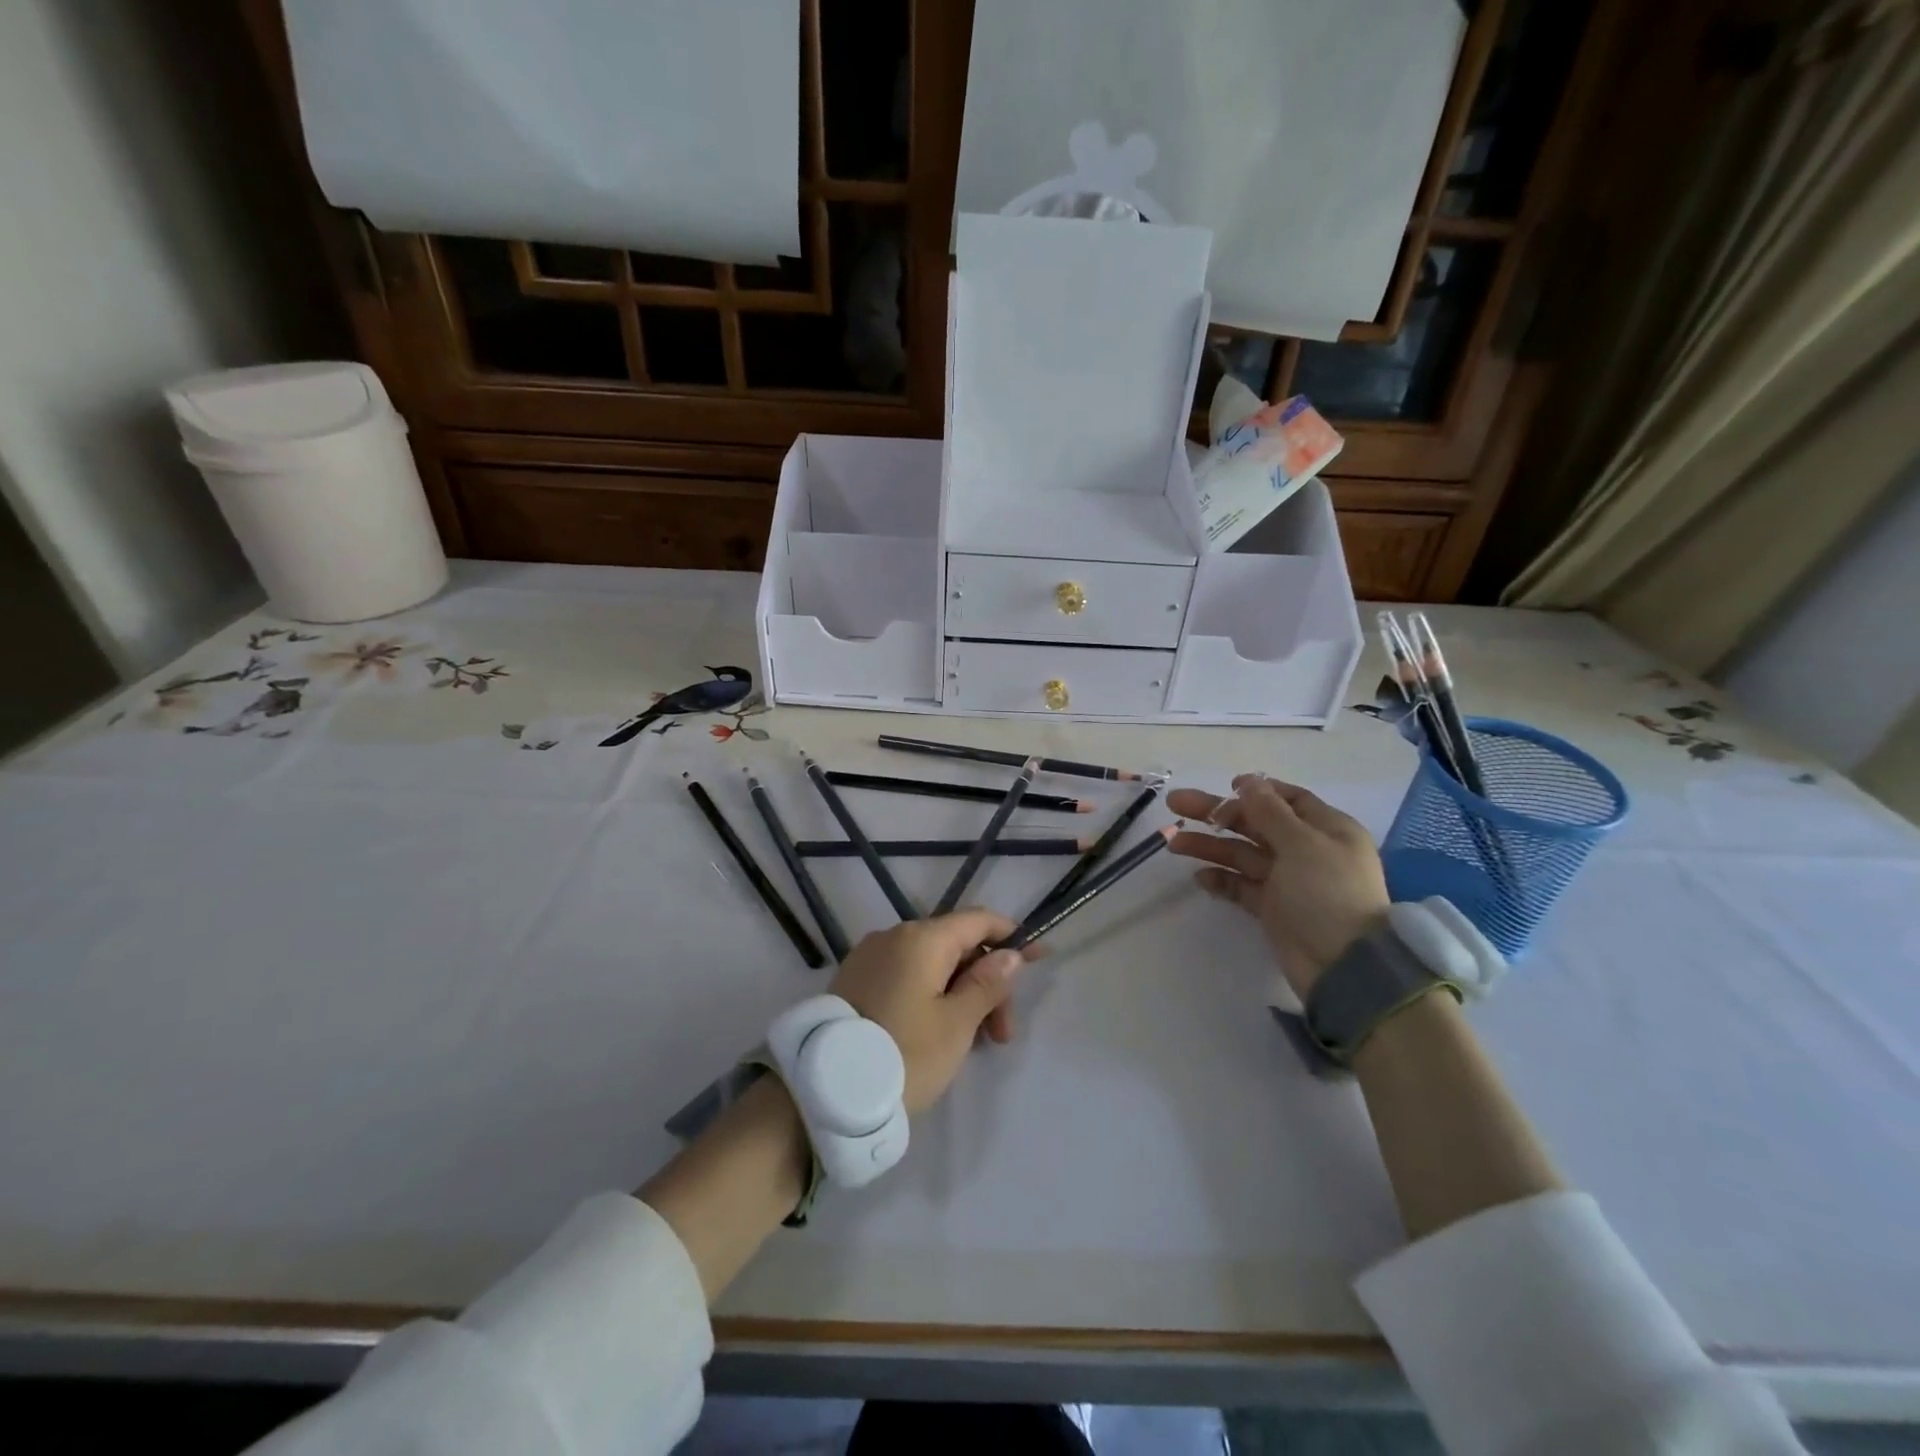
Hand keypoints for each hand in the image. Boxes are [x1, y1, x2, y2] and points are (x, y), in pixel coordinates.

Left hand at [828, 910, 1037, 1113]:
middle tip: (1001, 1035)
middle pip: (956, 945)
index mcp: (922, 938)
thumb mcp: (956, 1024)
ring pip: (931, 964)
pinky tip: (938, 1032)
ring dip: (960, 994)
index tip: (1039, 960)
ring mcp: (870, 957)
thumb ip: (987, 984)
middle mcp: (894, 935)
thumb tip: (1009, 954)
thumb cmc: (904, 1054)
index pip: (978, 920)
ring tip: (972, 1043)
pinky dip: (930, 995)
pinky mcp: (855, 980)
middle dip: (986, 982)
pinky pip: (906, 976)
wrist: (824, 1091)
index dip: (1012, 936)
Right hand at [1167, 775, 1388, 997]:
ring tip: (1174, 844)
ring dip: (1210, 846)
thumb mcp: (1301, 844)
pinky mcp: (1273, 908)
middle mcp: (1307, 850)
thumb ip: (1270, 812)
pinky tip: (1199, 878)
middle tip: (1176, 805)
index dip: (1257, 791)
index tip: (1225, 786)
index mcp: (1326, 829)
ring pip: (1242, 854)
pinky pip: (1241, 886)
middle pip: (1256, 824)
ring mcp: (1288, 881)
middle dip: (1217, 814)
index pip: (1289, 799)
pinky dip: (1221, 880)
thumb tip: (1248, 782)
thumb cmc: (1327, 893)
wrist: (1343, 966)